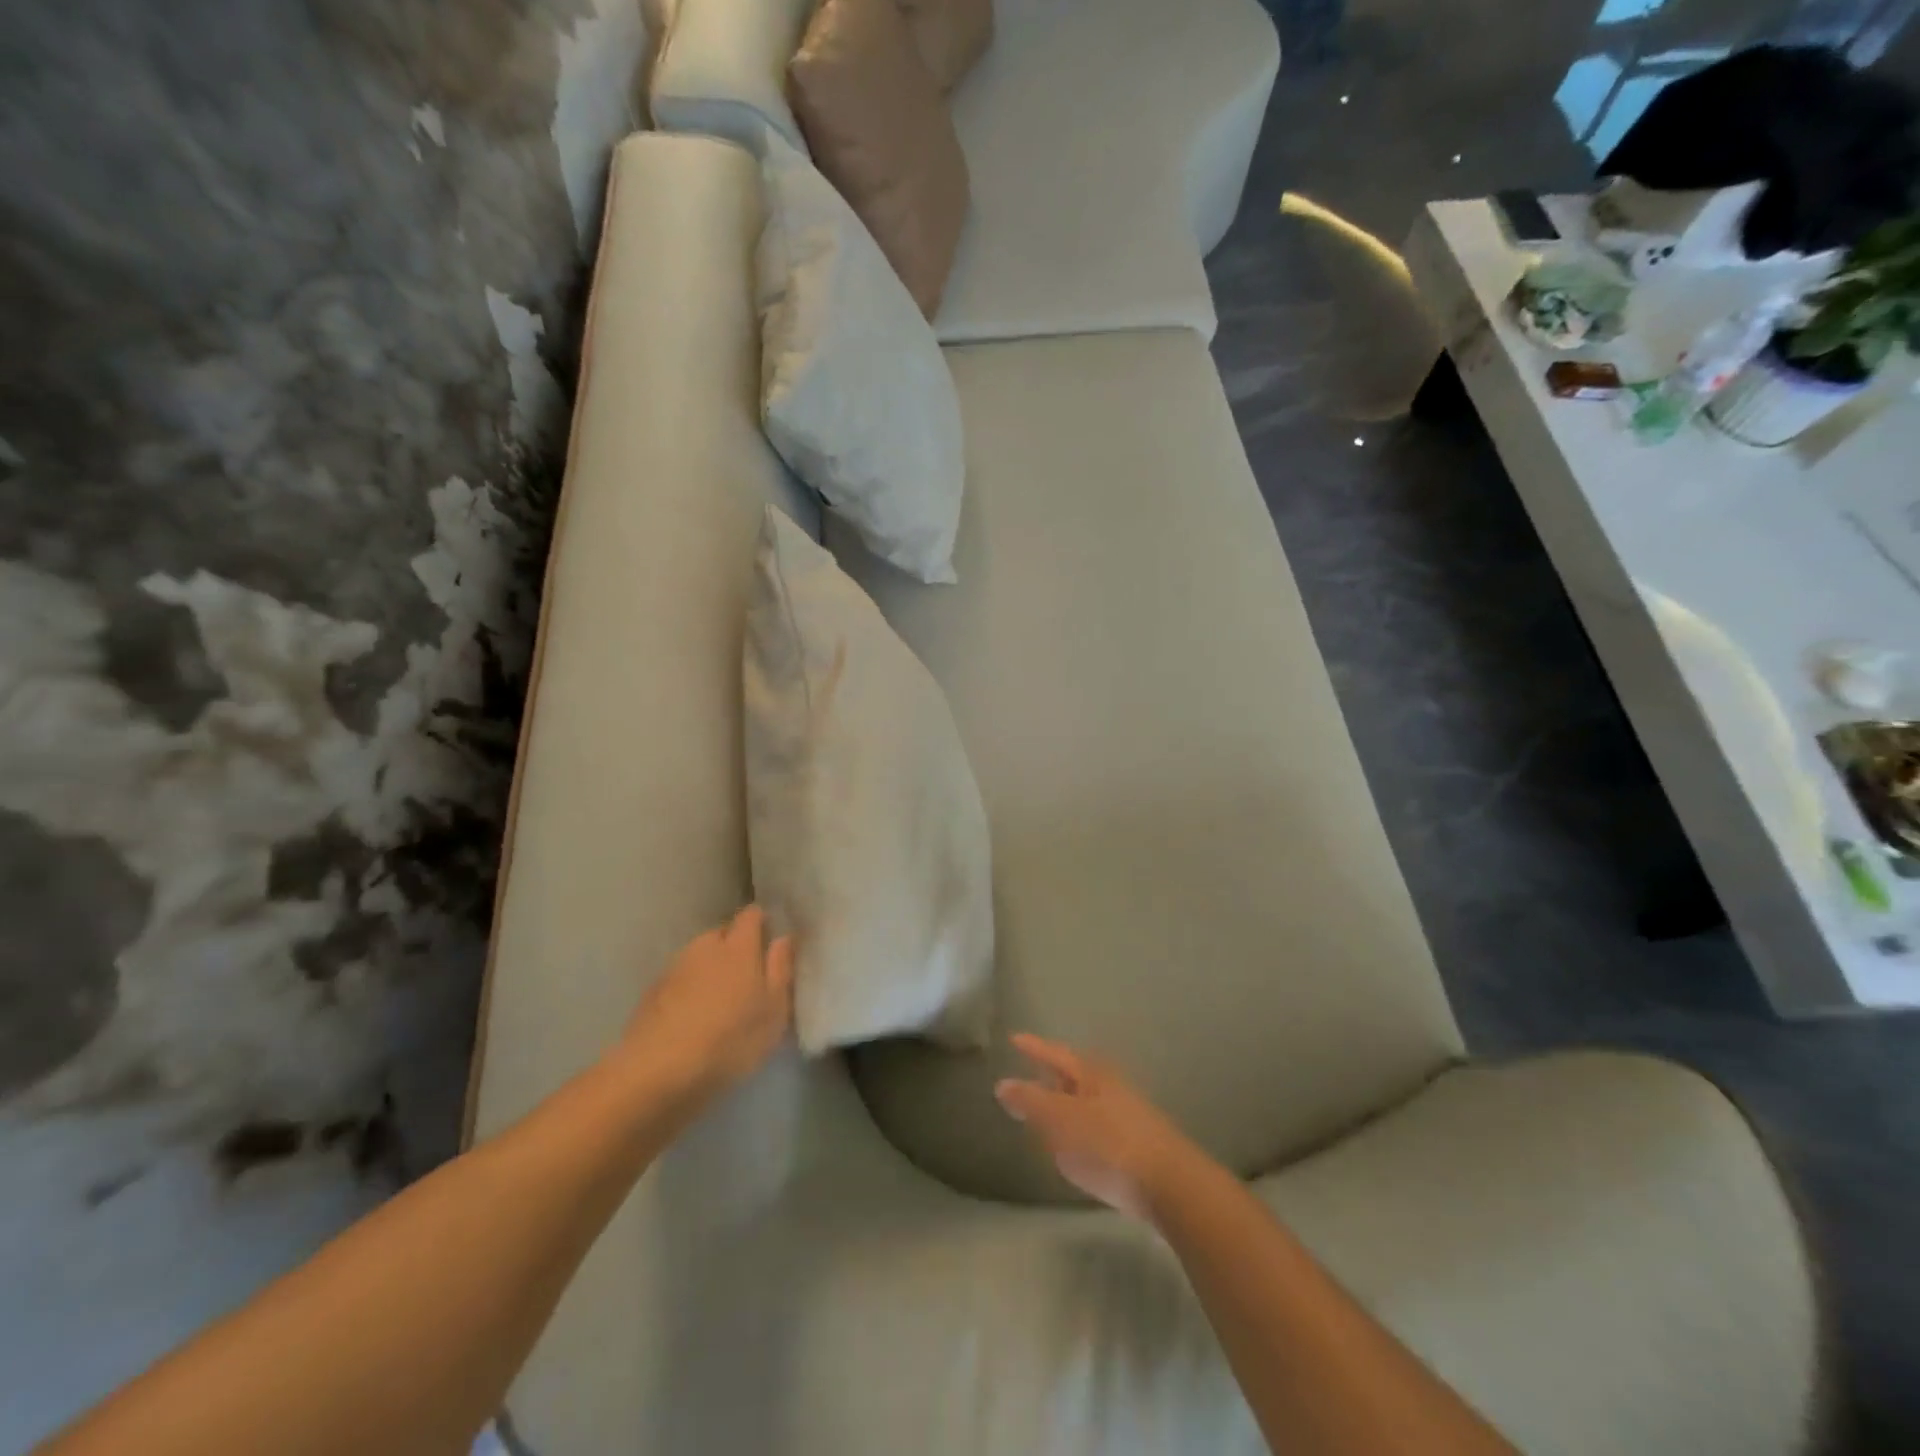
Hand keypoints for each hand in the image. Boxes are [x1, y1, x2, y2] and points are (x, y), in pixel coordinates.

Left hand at [618, 906, 794, 1101]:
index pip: (751, 915)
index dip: (761, 922)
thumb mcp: (773, 1011)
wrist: (656, 1072)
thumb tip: (784, 937)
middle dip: (735, 948)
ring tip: (719, 1002)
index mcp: (738, 946)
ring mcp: (674, 967)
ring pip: (699, 958)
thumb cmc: (729, 1040)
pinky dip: (688, 990)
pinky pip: (679, 980)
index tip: (770, 939)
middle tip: (748, 978)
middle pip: (723, 934)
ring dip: (710, 970)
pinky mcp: (651, 992)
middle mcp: (704, 946)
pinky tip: (692, 1018)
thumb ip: (781, 969)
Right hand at [994, 1034, 1203, 1221]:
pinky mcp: (1138, 1144)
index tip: (1015, 1039)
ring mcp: (1128, 1114)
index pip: (1055, 1054)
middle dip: (1053, 1075)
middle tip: (1030, 1075)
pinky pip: (1099, 1125)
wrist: (1171, 1185)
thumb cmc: (1108, 1145)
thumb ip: (1030, 1101)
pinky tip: (1078, 1145)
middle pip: (1075, 1075)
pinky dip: (1082, 1127)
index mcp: (1091, 1075)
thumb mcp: (1060, 1121)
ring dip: (1068, 1103)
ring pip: (1089, 1100)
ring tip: (1049, 1112)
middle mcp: (1110, 1087)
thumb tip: (1003, 1083)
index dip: (1034, 1048)